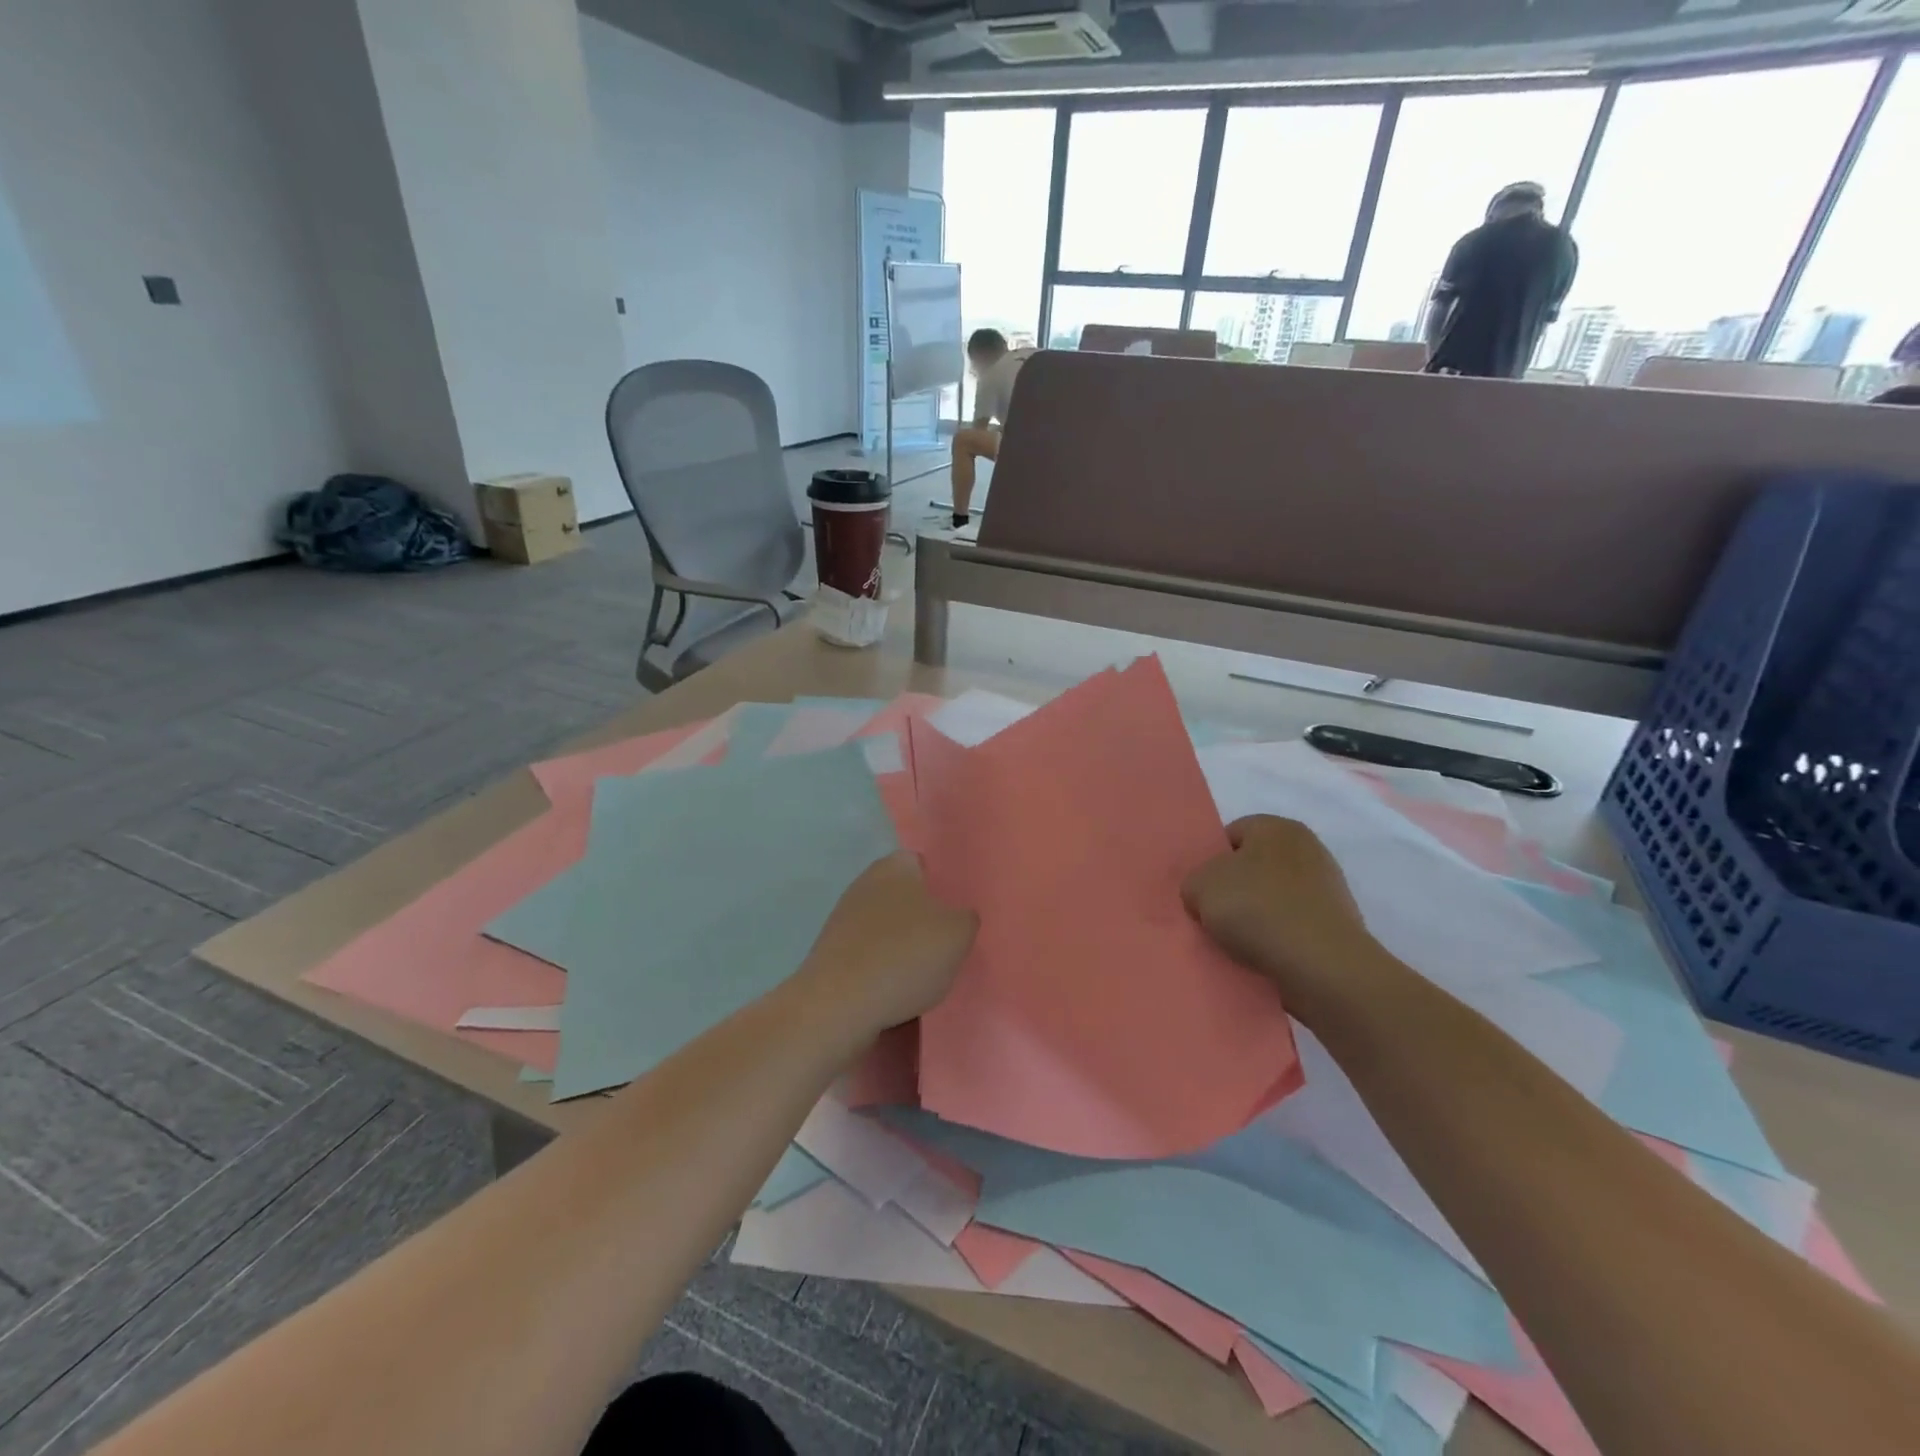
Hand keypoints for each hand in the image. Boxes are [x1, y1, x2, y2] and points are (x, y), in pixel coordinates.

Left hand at [798, 853, 977, 1035]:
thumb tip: (958, 917)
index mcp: (895, 867)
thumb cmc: (905, 955)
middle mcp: (865, 884)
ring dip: (902, 947)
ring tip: (924, 976)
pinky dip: (882, 969)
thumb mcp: (959, 934)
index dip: (941, 885)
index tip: (956, 912)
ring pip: (886, 928)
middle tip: (946, 945)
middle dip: (922, 918)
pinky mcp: (831, 953)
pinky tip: (896, 991)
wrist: (839, 1004)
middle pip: (903, 897)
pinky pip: (869, 956)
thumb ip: (966, 918)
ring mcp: (843, 919)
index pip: (922, 864)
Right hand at [1182, 815, 1380, 1018]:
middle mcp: (1307, 848)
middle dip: (1233, 889)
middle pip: (1254, 866)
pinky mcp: (1337, 924)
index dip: (1210, 860)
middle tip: (1213, 916)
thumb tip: (1205, 895)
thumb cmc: (1257, 909)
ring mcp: (1327, 887)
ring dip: (1254, 917)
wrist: (1321, 965)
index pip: (1232, 834)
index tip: (1201, 890)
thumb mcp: (1199, 886)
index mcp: (1277, 827)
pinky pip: (1292, 925)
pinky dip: (1276, 938)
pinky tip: (1262, 955)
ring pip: (1273, 898)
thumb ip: (1195, 882)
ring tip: (1236, 942)